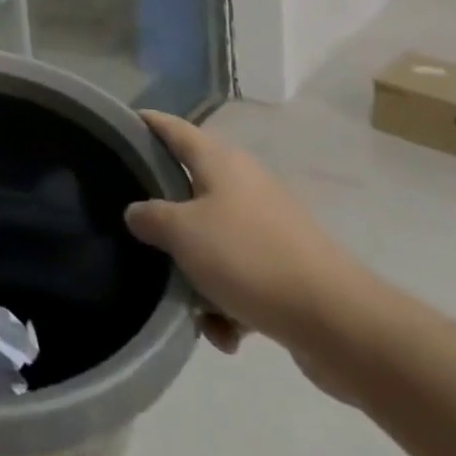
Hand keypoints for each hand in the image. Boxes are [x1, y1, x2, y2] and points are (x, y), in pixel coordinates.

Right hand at [126, 113, 376, 366]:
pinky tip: (223, 332)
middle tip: (132, 224)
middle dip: (163, 212)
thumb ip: (148, 217)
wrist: (341, 325)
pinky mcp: (287, 270)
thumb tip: (137, 214)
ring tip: (185, 302)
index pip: (173, 128)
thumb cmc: (249, 258)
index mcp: (221, 162)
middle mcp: (245, 186)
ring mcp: (270, 228)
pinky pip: (241, 278)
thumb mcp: (180, 232)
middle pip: (190, 187)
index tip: (114, 128)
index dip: (143, 123)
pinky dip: (227, 303)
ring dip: (195, 271)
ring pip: (213, 239)